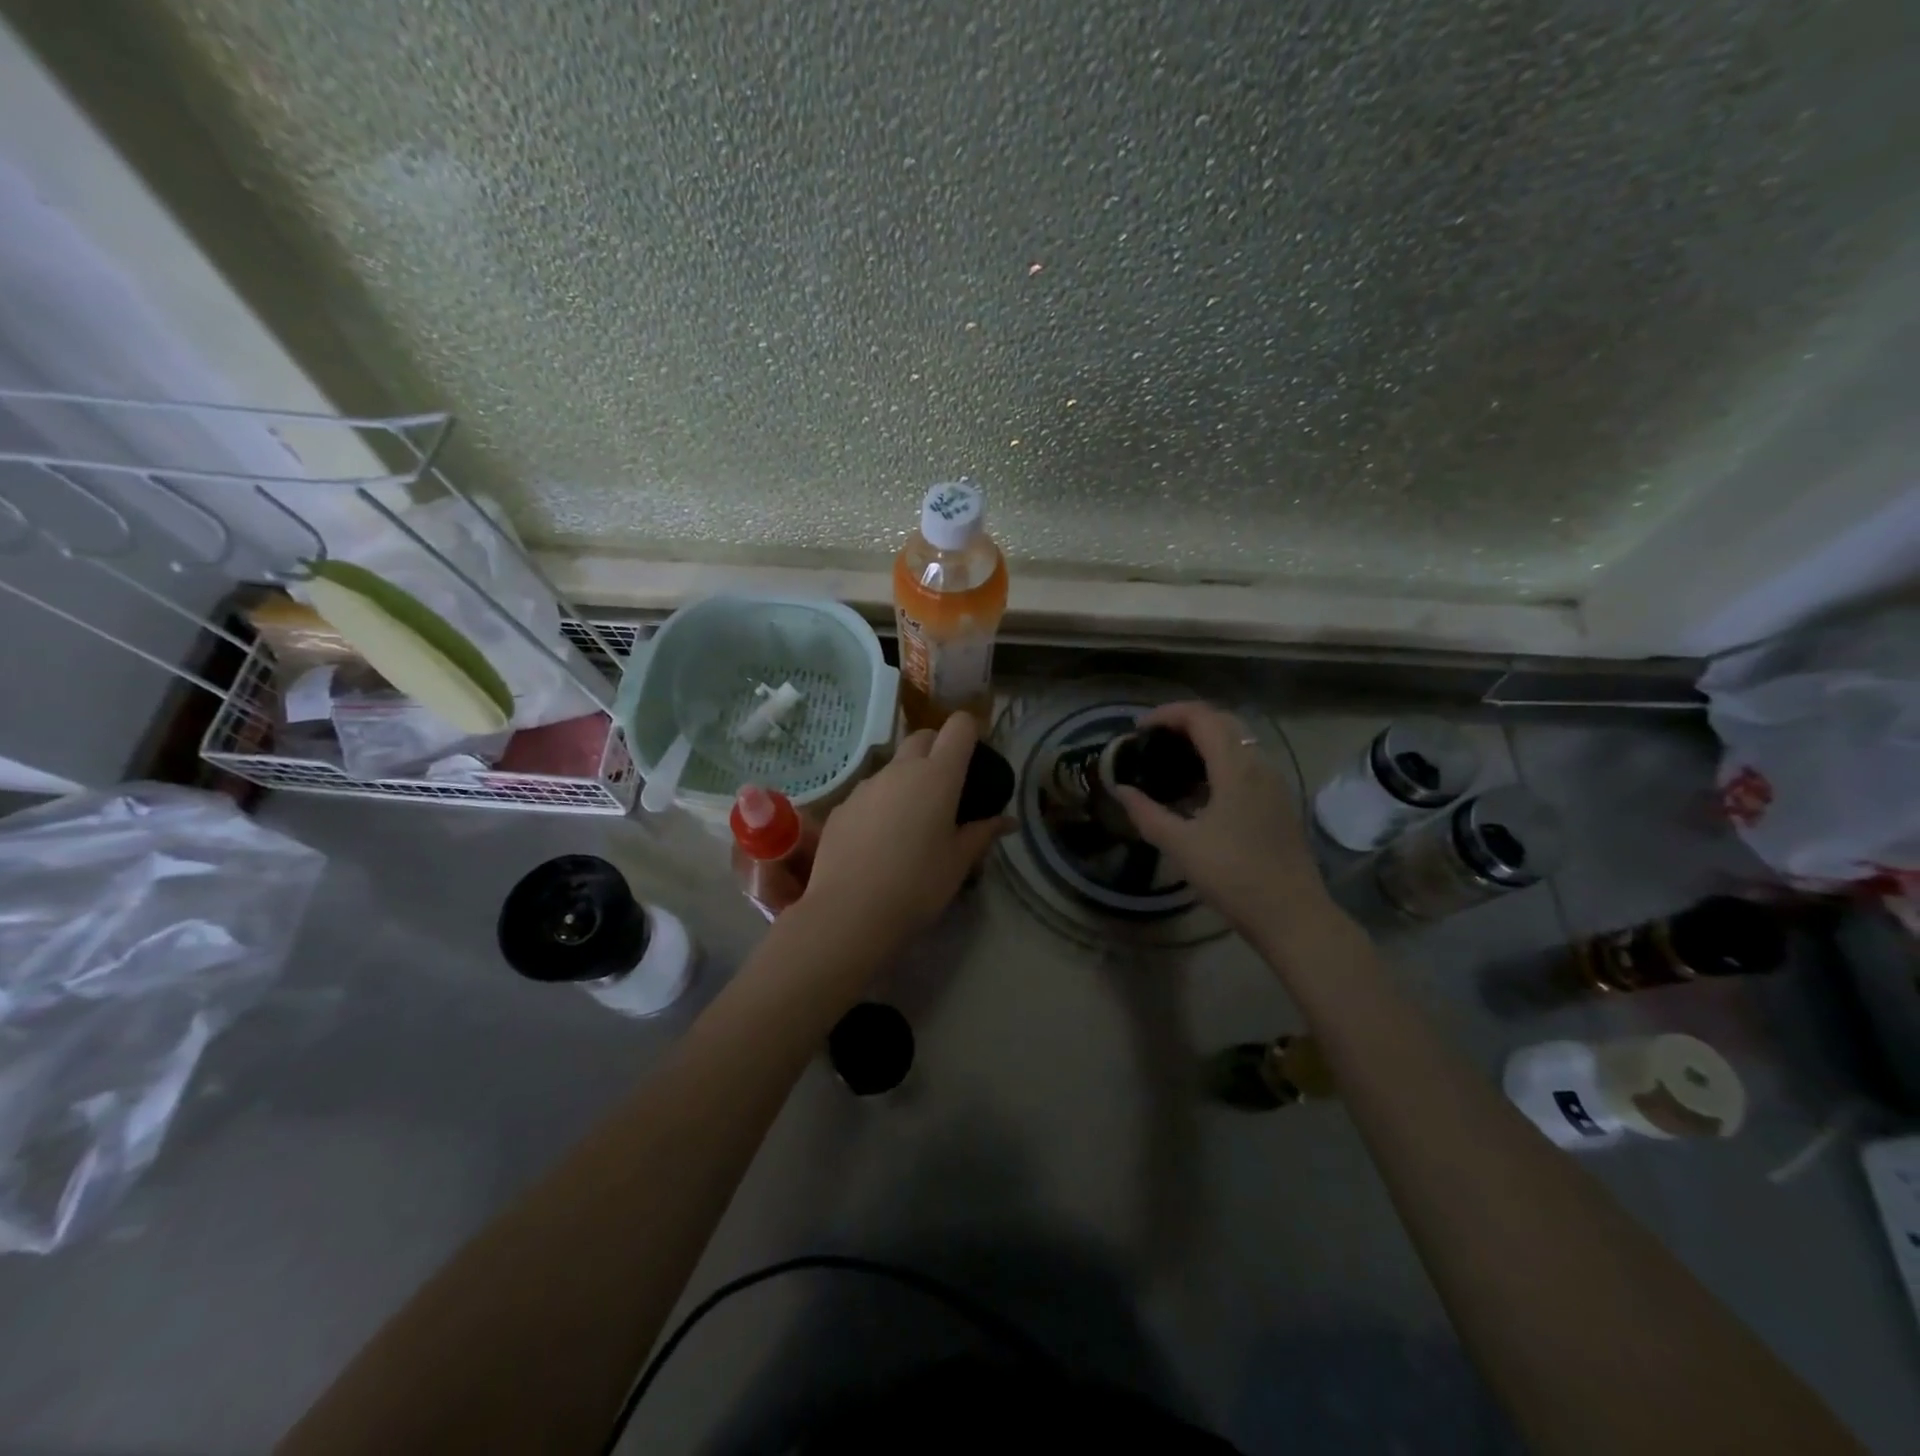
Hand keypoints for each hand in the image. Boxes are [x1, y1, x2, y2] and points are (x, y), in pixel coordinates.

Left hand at [801, 714, 1015, 950]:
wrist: (850, 911)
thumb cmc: (918, 885)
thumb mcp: (959, 862)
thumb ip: (983, 833)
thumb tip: (1008, 821)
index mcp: (938, 776)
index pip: (959, 727)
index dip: (970, 732)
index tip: (975, 756)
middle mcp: (901, 770)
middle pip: (923, 737)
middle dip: (938, 749)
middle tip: (947, 787)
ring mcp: (866, 786)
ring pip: (893, 766)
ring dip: (907, 779)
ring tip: (912, 820)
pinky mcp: (842, 806)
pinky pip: (869, 793)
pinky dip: (881, 803)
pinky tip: (880, 840)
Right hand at [1113, 702, 1330, 944]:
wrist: (1292, 915)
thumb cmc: (1233, 876)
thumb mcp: (1181, 846)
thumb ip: (1146, 813)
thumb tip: (1119, 790)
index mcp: (1236, 768)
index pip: (1201, 717)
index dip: (1168, 713)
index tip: (1139, 728)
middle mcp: (1259, 765)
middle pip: (1223, 721)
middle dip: (1186, 720)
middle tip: (1154, 738)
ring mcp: (1274, 783)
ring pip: (1239, 741)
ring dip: (1205, 739)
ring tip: (1172, 760)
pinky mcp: (1279, 802)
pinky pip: (1247, 763)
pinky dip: (1220, 760)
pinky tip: (1200, 789)